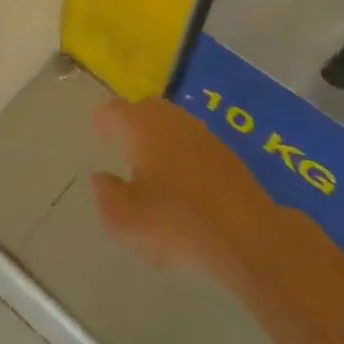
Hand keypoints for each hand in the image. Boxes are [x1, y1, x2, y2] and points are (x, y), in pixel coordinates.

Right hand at [91, 97, 285, 287]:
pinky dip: (182, 152)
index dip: (104, 120)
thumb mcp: (125, 219)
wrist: (246, 233)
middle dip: (132, 121)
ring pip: (173, 123)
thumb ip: (106, 194)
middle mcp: (173, 120)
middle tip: (122, 140)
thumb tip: (100, 177)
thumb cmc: (175, 221)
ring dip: (159, 135)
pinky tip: (182, 179)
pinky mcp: (227, 153)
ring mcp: (204, 134)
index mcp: (143, 126)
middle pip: (147, 109)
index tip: (98, 132)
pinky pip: (194, 143)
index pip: (115, 110)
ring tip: (150, 161)